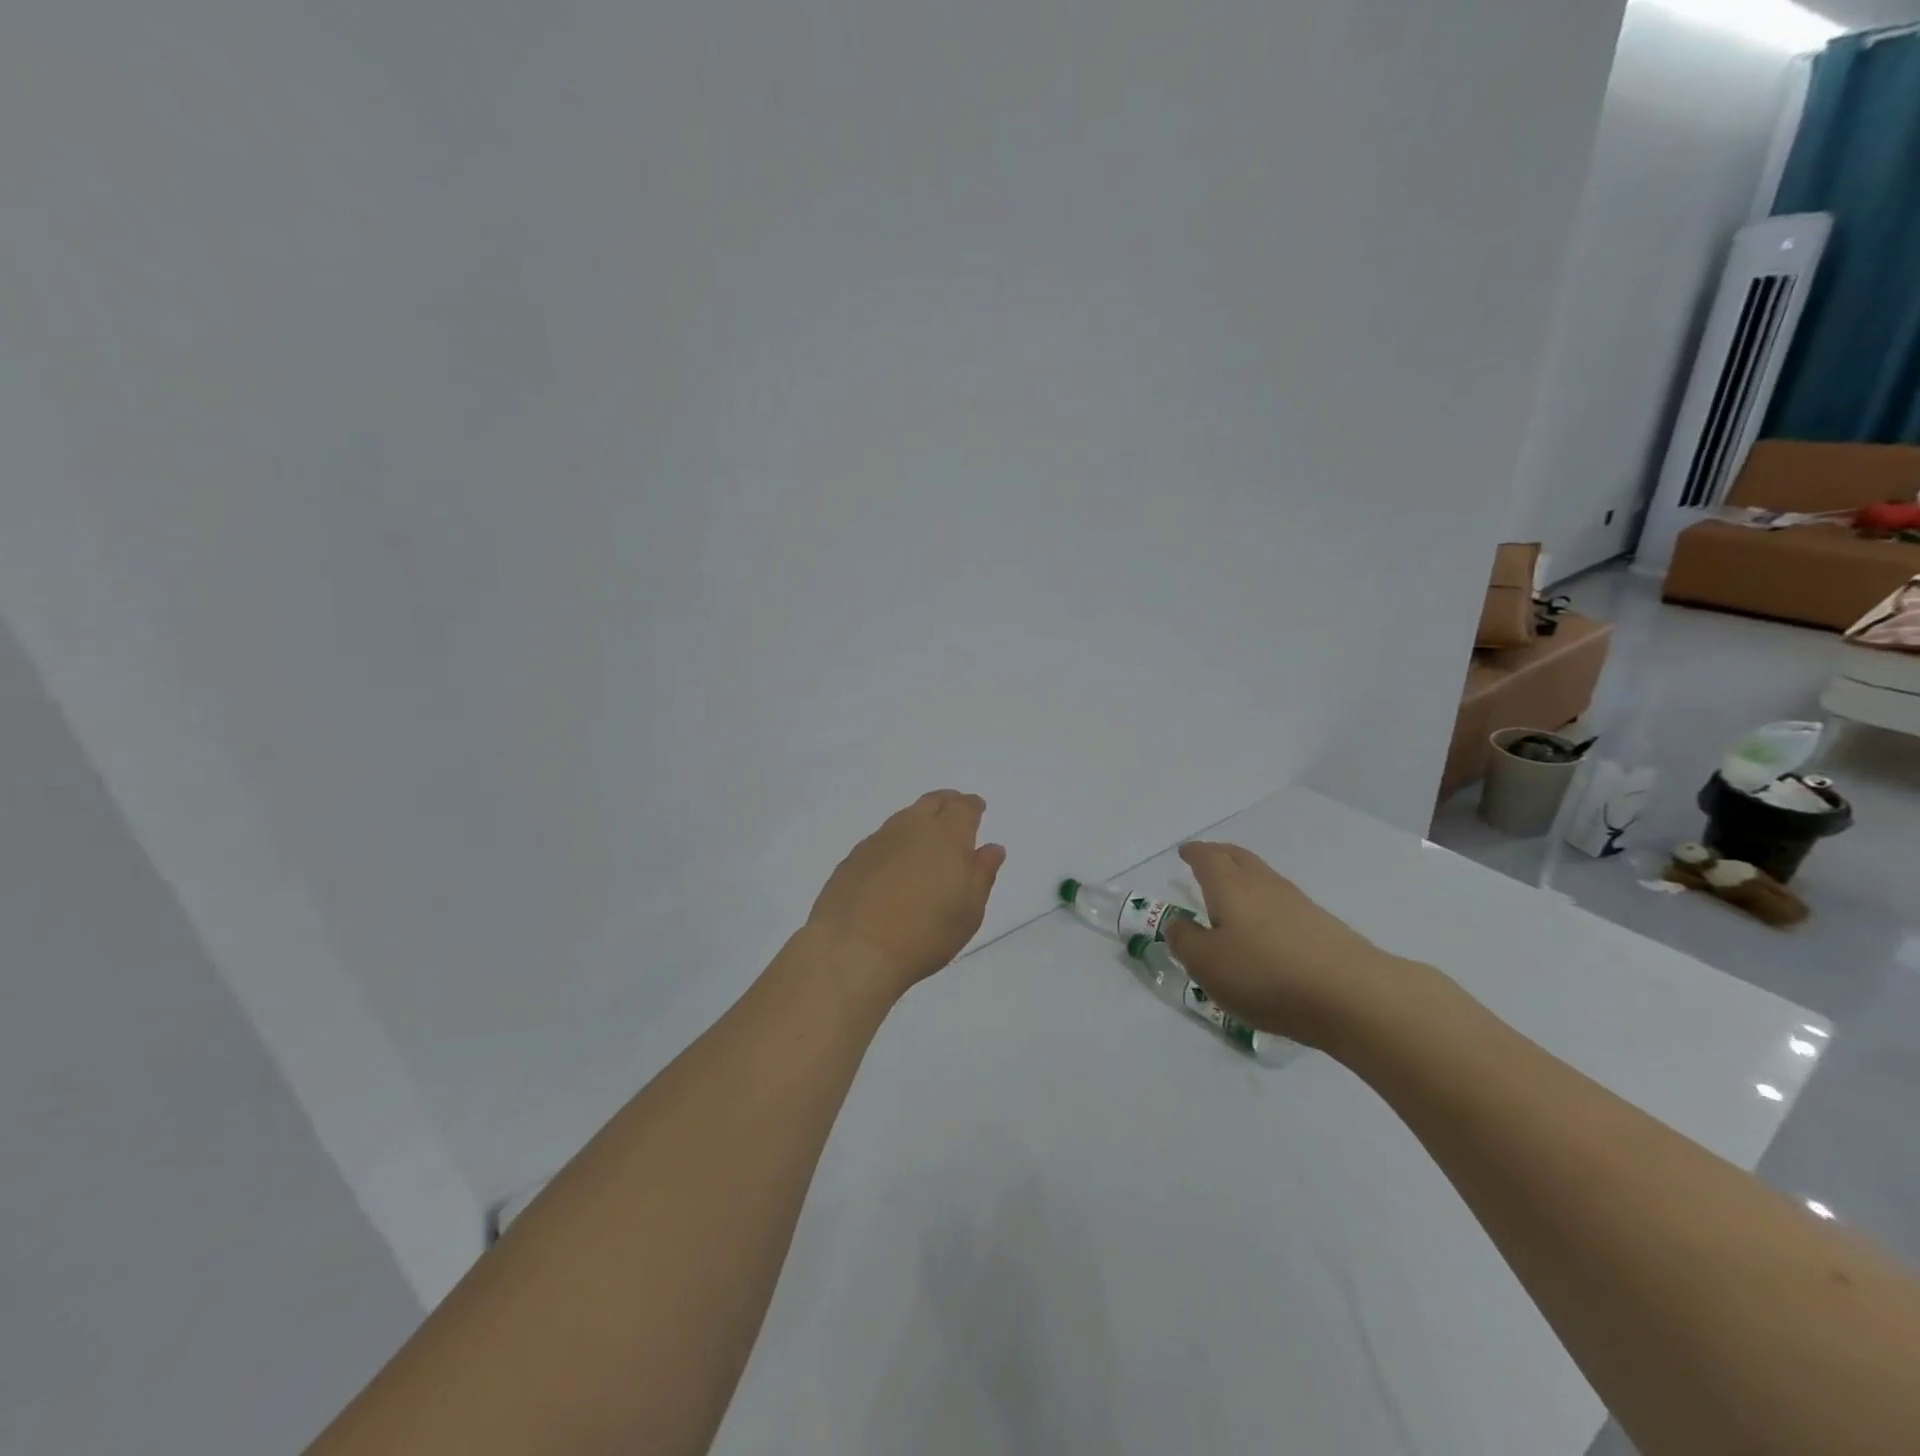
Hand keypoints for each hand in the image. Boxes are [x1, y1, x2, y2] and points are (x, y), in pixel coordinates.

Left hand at [805, 791, 1005, 999]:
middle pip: (931, 802)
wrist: (854, 950)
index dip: (972, 806)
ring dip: (918, 820)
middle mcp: (911, 828)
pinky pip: (881, 840)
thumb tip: (992, 848)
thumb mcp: (969, 910)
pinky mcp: (852, 859)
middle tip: (954, 810)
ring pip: (904, 818)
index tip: (977, 809)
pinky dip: (894, 843)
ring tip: (925, 837)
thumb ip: (982, 874)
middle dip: (947, 802)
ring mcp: (877, 841)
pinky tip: (893, 864)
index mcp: (946, 835)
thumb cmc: (925, 933)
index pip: (963, 807)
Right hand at [1164, 841, 1421, 1048]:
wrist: (1353, 996)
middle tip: (1206, 859)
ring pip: (1264, 879)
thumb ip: (1185, 940)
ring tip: (1232, 893)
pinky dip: (1266, 905)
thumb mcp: (1207, 964)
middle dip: (1220, 855)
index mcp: (1230, 886)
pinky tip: (1265, 928)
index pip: (1208, 858)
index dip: (1193, 853)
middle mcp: (1264, 885)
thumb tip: (1177, 923)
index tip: (1184, 852)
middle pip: (1239, 858)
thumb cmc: (1266, 974)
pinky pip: (1283, 904)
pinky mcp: (1323, 928)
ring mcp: (1298, 904)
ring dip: (1244, 878)